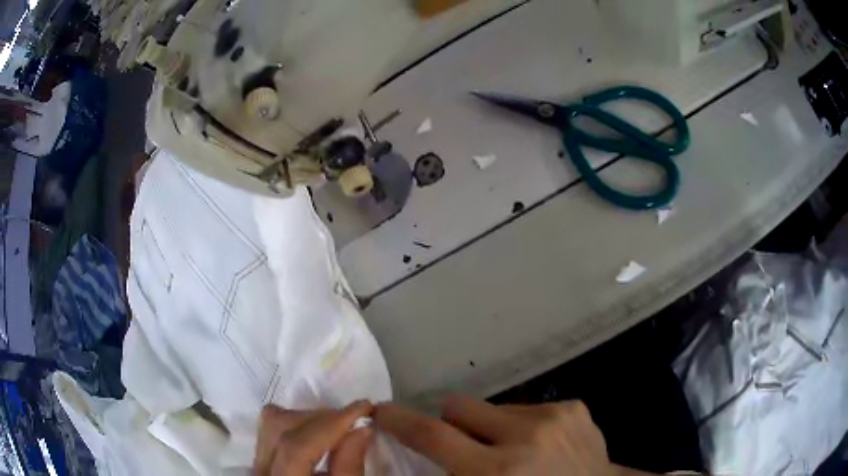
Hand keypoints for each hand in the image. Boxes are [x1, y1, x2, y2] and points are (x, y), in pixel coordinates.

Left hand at [254, 401, 374, 475]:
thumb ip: (349, 466)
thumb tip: (362, 426)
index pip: (297, 446)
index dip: (330, 423)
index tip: (364, 407)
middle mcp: (261, 472)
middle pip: (278, 427)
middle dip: (320, 418)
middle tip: (353, 420)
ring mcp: (256, 466)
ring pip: (271, 424)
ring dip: (306, 418)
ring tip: (336, 426)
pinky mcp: (260, 462)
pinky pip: (271, 431)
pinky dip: (296, 425)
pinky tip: (317, 435)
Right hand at [375, 396, 618, 475]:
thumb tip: (429, 460)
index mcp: (498, 471)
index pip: (433, 436)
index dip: (401, 421)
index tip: (384, 412)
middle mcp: (527, 435)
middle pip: (459, 406)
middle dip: (451, 425)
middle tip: (463, 448)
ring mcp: (556, 415)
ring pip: (494, 408)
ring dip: (492, 429)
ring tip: (513, 454)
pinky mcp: (574, 407)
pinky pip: (527, 408)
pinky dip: (524, 426)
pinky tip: (542, 447)